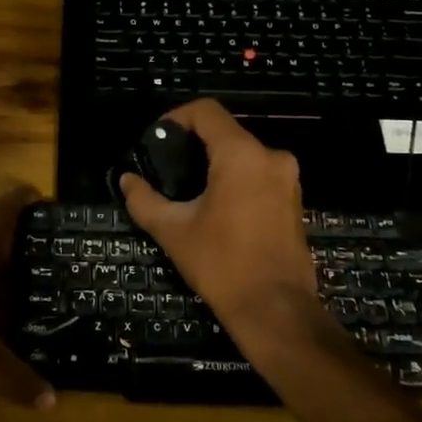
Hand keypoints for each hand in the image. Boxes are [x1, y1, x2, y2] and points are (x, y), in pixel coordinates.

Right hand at [118, 101, 317, 336]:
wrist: (275, 309)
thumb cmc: (222, 264)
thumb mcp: (173, 231)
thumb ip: (145, 200)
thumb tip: (127, 180)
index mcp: (242, 155)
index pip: (207, 112)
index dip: (177, 117)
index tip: (157, 139)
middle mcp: (271, 157)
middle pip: (226, 133)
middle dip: (194, 145)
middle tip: (167, 168)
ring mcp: (288, 179)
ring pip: (244, 155)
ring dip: (215, 164)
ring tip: (188, 190)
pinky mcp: (294, 201)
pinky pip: (259, 175)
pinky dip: (236, 180)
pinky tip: (216, 207)